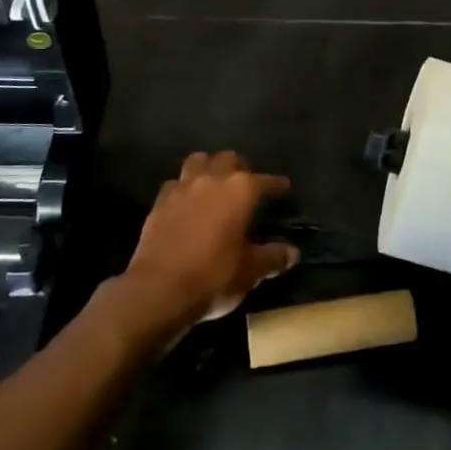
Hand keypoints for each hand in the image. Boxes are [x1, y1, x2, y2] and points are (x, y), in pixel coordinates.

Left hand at [121, 151, 299, 333]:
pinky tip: (186, 203)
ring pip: (198, 161)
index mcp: (241, 190)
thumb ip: (273, 257)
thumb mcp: (250, 272)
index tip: (284, 189)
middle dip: (240, 167)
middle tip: (246, 184)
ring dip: (208, 167)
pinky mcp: (159, 202)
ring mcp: (183, 187)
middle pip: (229, 158)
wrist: (158, 291)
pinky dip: (183, 188)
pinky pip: (175, 184)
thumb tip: (292, 252)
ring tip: (214, 184)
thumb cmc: (213, 277)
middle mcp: (213, 179)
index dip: (277, 185)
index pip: (266, 180)